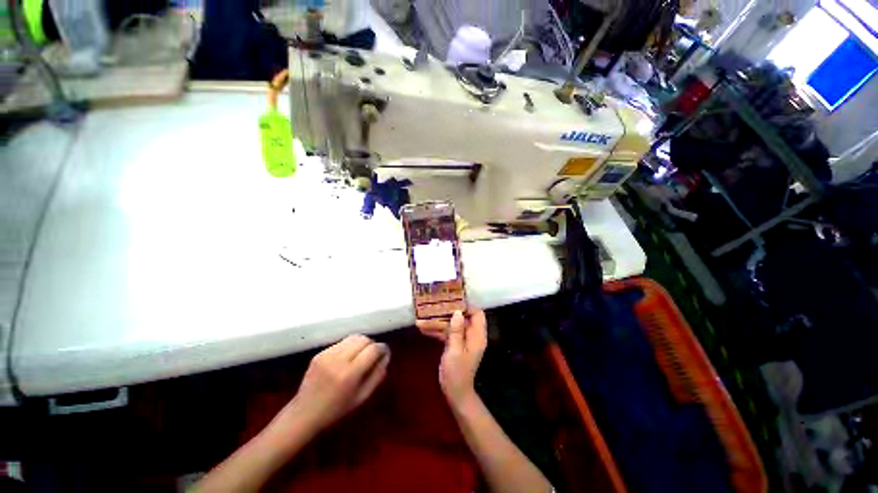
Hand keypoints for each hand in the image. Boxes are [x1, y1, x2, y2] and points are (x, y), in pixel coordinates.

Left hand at [282, 334, 389, 432]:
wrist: (304, 414)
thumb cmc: (336, 410)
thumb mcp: (362, 397)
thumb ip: (377, 375)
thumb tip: (386, 356)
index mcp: (350, 374)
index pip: (373, 349)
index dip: (383, 348)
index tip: (385, 353)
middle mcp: (338, 360)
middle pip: (364, 339)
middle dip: (372, 344)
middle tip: (373, 355)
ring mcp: (327, 355)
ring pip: (353, 337)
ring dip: (362, 343)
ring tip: (361, 354)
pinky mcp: (320, 353)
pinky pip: (341, 342)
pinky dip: (349, 346)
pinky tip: (347, 358)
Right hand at [416, 309, 486, 406]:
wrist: (455, 393)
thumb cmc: (457, 373)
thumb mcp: (455, 350)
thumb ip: (456, 331)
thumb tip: (458, 312)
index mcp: (477, 336)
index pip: (477, 314)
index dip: (467, 306)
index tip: (452, 302)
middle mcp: (471, 335)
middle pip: (462, 318)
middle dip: (448, 312)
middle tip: (434, 306)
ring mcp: (462, 340)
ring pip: (452, 325)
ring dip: (439, 322)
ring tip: (423, 318)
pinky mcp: (455, 344)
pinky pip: (447, 333)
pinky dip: (437, 331)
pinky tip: (423, 328)